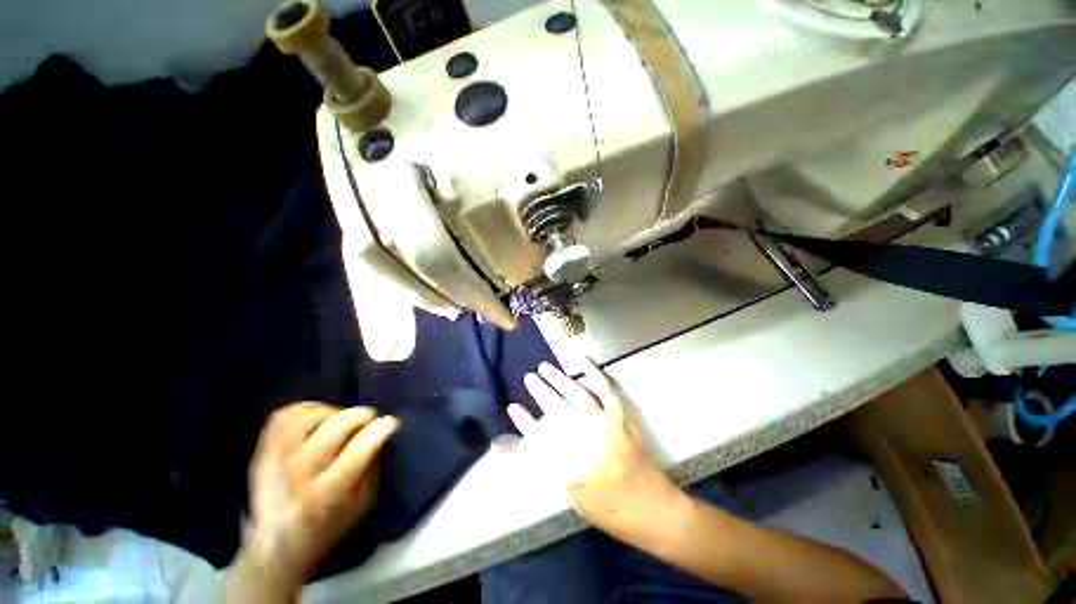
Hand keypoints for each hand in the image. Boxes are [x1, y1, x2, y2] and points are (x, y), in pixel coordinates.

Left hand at [241, 402, 398, 584]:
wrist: (274, 547)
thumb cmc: (328, 527)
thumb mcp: (362, 506)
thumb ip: (372, 468)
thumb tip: (381, 435)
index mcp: (325, 495)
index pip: (358, 451)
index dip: (380, 429)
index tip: (391, 423)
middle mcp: (296, 475)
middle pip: (335, 427)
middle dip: (361, 416)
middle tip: (369, 420)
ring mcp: (273, 461)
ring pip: (309, 415)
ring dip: (334, 411)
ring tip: (341, 421)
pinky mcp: (260, 452)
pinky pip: (285, 415)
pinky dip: (307, 409)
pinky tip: (318, 420)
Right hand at [508, 362, 686, 537]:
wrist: (654, 509)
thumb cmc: (613, 509)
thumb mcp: (577, 496)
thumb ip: (557, 467)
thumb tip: (539, 445)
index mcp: (574, 458)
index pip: (541, 435)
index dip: (525, 421)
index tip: (513, 408)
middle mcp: (588, 434)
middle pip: (557, 407)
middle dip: (540, 391)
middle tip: (528, 378)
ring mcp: (607, 422)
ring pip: (577, 393)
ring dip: (559, 379)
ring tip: (544, 367)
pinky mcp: (620, 416)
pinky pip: (605, 390)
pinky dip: (594, 374)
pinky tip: (584, 364)